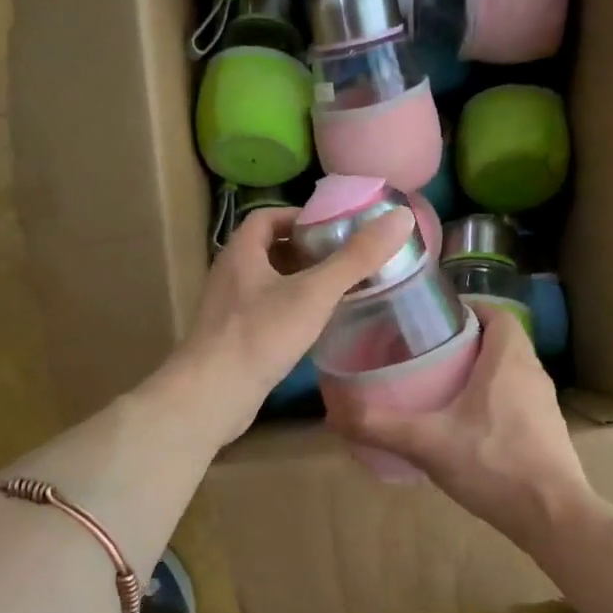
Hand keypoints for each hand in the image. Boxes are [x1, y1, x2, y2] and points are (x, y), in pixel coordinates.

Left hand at [168, 204, 415, 445]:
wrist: (212, 395)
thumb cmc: (260, 335)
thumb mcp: (314, 292)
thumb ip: (356, 258)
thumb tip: (400, 218)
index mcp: (241, 253)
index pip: (268, 218)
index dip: (300, 217)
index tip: (334, 228)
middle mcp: (230, 276)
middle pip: (269, 251)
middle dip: (306, 252)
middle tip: (344, 260)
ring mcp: (228, 311)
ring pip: (268, 285)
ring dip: (299, 284)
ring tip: (337, 291)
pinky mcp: (232, 341)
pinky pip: (265, 315)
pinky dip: (290, 313)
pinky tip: (314, 328)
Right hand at [324, 305, 590, 542]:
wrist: (553, 516)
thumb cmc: (494, 464)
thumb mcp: (428, 443)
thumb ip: (380, 426)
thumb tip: (334, 413)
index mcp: (509, 359)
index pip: (496, 312)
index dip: (466, 309)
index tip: (432, 319)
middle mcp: (532, 373)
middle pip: (500, 340)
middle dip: (465, 341)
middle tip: (425, 352)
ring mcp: (544, 403)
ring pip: (508, 371)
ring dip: (479, 371)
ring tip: (440, 385)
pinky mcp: (546, 430)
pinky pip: (515, 398)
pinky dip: (491, 399)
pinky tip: (464, 425)